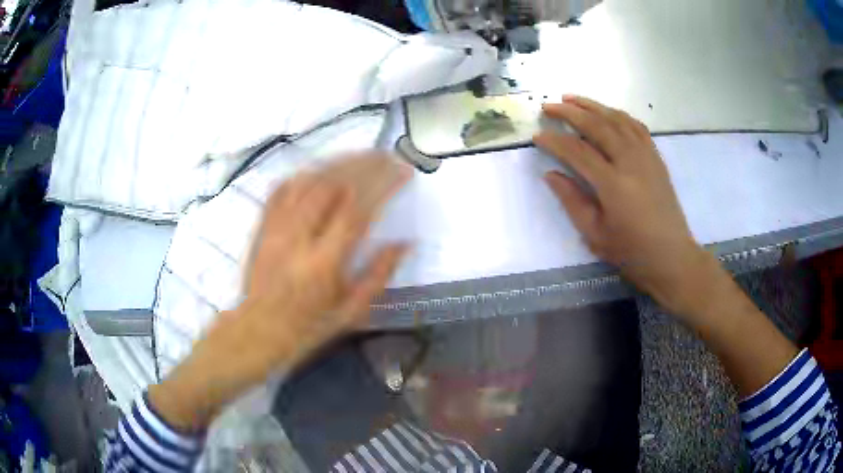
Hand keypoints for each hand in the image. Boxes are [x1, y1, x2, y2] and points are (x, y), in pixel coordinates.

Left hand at [149, 154, 412, 430]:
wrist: (258, 329)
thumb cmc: (308, 327)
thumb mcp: (351, 312)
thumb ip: (379, 275)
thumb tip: (404, 243)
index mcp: (324, 264)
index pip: (357, 211)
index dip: (383, 185)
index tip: (403, 172)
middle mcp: (299, 238)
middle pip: (331, 185)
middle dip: (364, 164)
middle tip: (387, 156)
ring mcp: (277, 228)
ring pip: (308, 180)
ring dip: (338, 162)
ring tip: (362, 155)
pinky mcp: (264, 225)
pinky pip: (283, 188)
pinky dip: (306, 172)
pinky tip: (321, 168)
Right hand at [534, 96, 708, 315]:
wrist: (672, 256)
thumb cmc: (632, 252)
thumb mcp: (595, 235)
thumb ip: (572, 201)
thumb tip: (551, 174)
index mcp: (614, 185)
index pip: (578, 152)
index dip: (555, 141)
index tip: (537, 135)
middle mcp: (631, 162)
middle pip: (597, 126)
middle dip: (570, 113)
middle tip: (548, 106)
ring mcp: (647, 156)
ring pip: (617, 119)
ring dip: (592, 105)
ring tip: (571, 98)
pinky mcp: (656, 157)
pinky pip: (636, 126)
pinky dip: (618, 114)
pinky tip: (606, 112)